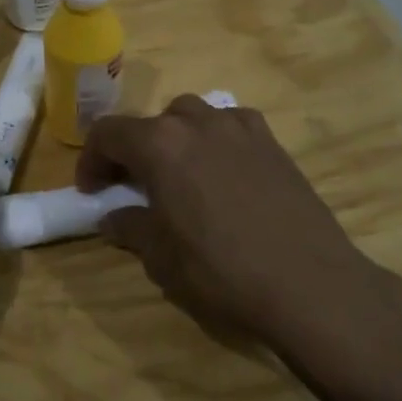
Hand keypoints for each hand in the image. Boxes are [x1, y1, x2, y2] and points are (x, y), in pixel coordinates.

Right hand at [78, 95, 401, 400]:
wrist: (310, 284)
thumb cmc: (223, 272)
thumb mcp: (162, 258)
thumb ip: (130, 228)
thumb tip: (112, 218)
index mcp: (160, 145)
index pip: (108, 133)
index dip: (91, 160)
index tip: (91, 190)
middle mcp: (197, 123)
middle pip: (150, 122)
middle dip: (132, 150)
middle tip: (130, 185)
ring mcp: (240, 128)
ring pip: (191, 116)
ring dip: (173, 139)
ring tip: (176, 174)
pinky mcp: (272, 142)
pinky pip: (230, 125)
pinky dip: (213, 139)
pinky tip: (221, 171)